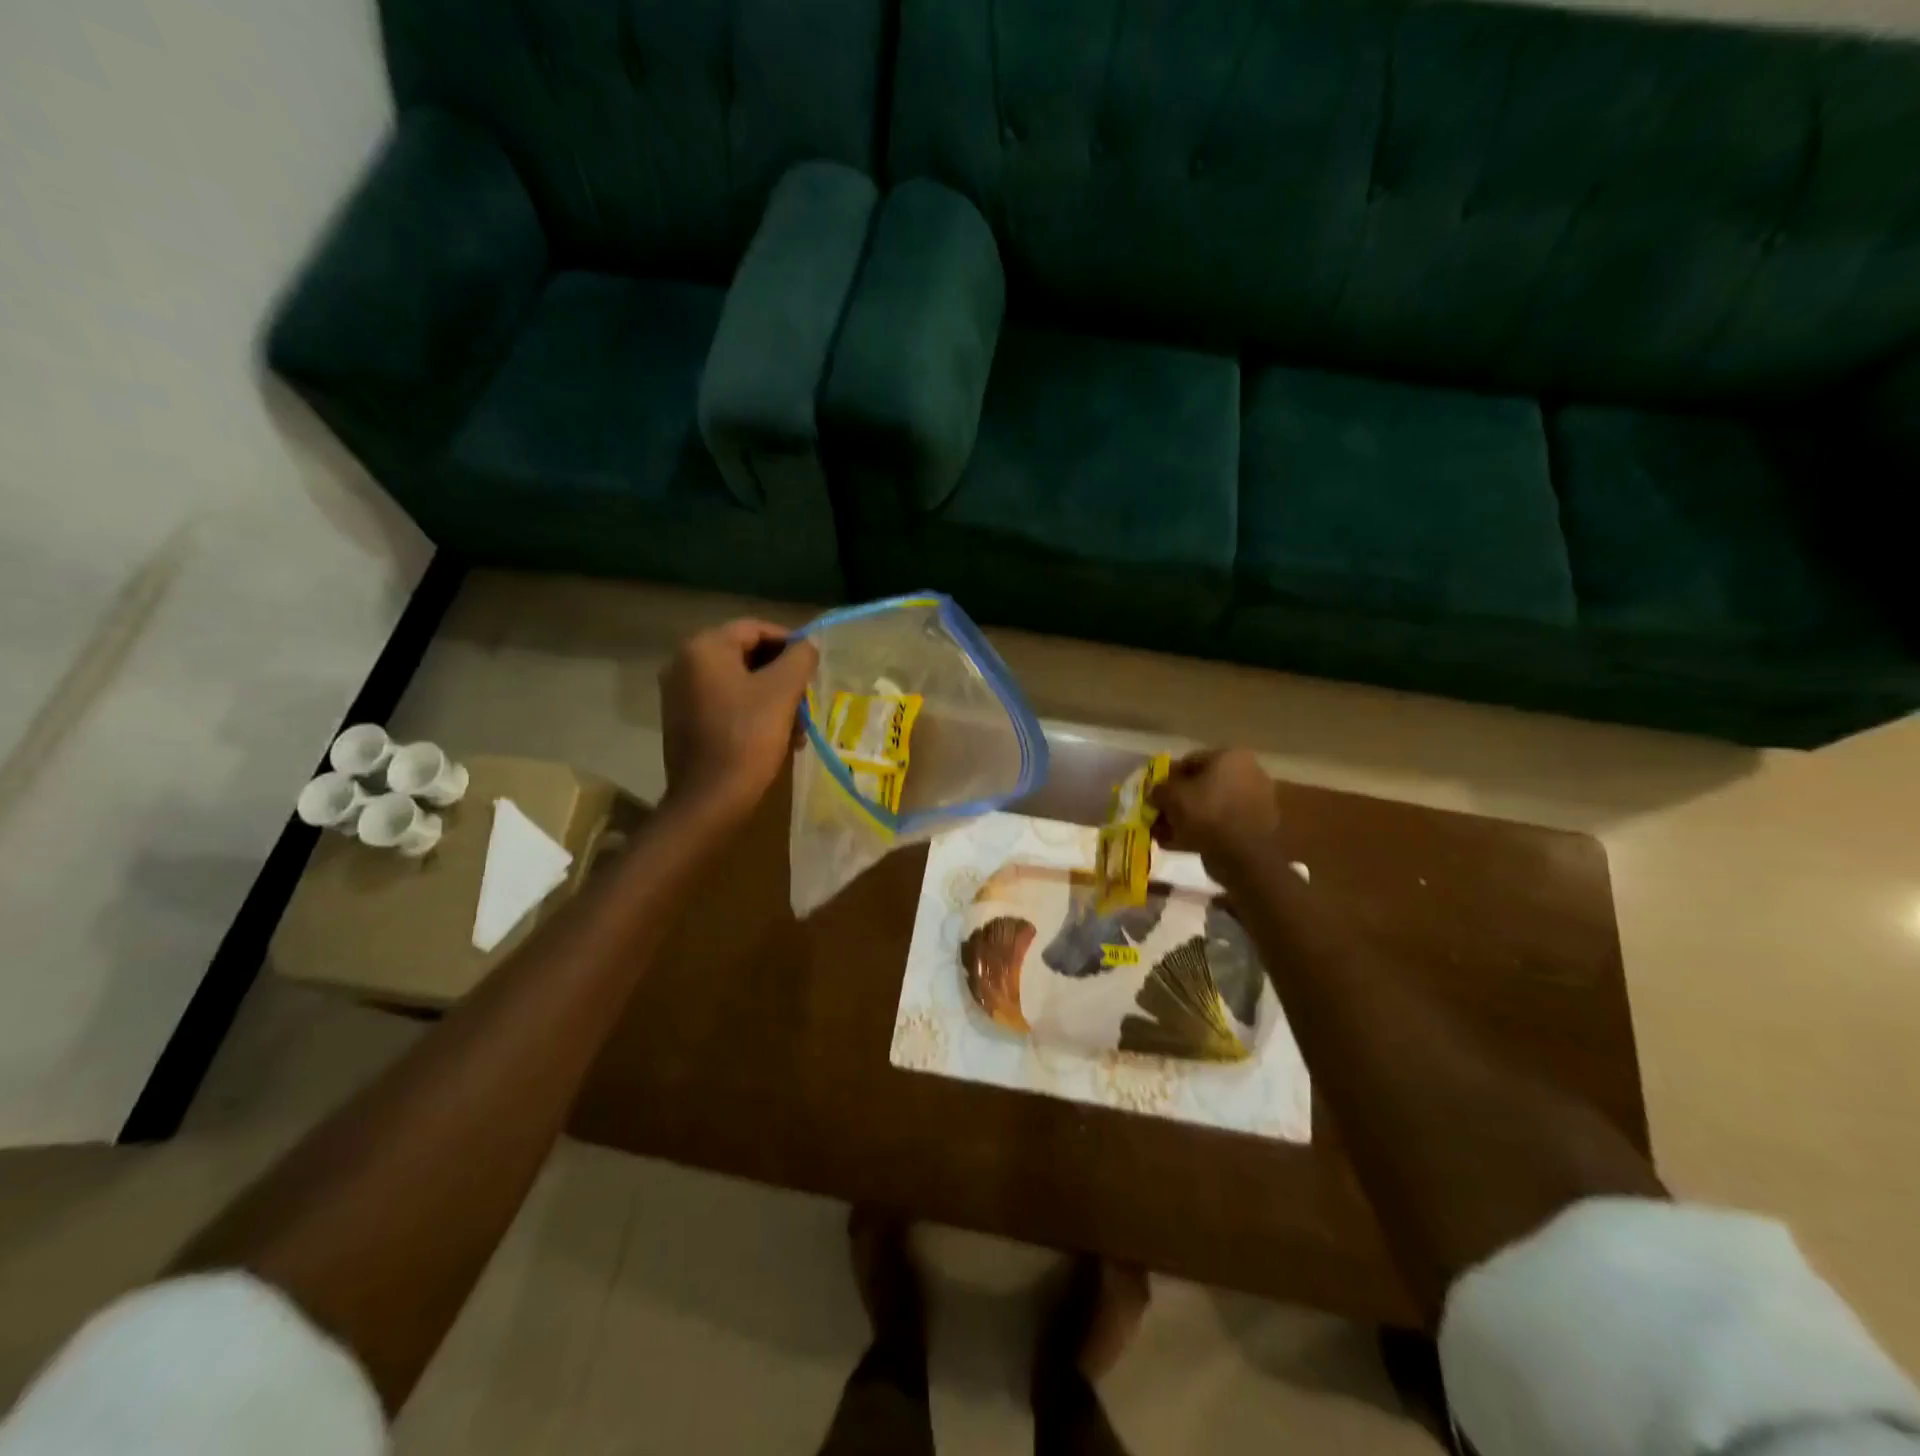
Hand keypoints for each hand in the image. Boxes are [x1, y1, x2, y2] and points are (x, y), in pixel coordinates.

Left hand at [659, 619, 818, 827]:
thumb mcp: (782, 692)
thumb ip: (800, 658)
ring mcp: (679, 694)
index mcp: (704, 648)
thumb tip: (808, 644)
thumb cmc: (747, 738)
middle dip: (782, 677)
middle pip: (746, 656)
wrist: (709, 799)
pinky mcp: (683, 720)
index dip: (789, 643)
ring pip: (739, 682)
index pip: (755, 629)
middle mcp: (684, 663)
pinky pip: (725, 703)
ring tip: (797, 727)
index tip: (813, 667)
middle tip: (806, 700)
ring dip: (772, 699)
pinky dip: (752, 713)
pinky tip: (776, 737)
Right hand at [1149, 749, 1280, 874]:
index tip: (1152, 793)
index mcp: (1229, 758)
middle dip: (1174, 802)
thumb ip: (1159, 790)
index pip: (1189, 761)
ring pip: (1205, 809)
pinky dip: (1194, 833)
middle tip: (1155, 816)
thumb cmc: (1209, 812)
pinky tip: (1172, 845)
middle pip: (1198, 786)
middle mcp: (1243, 775)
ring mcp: (1248, 803)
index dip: (1166, 777)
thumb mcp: (1173, 796)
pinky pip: (1215, 827)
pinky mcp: (1248, 830)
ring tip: (1159, 835)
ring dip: (1181, 820)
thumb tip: (1155, 792)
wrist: (1247, 854)